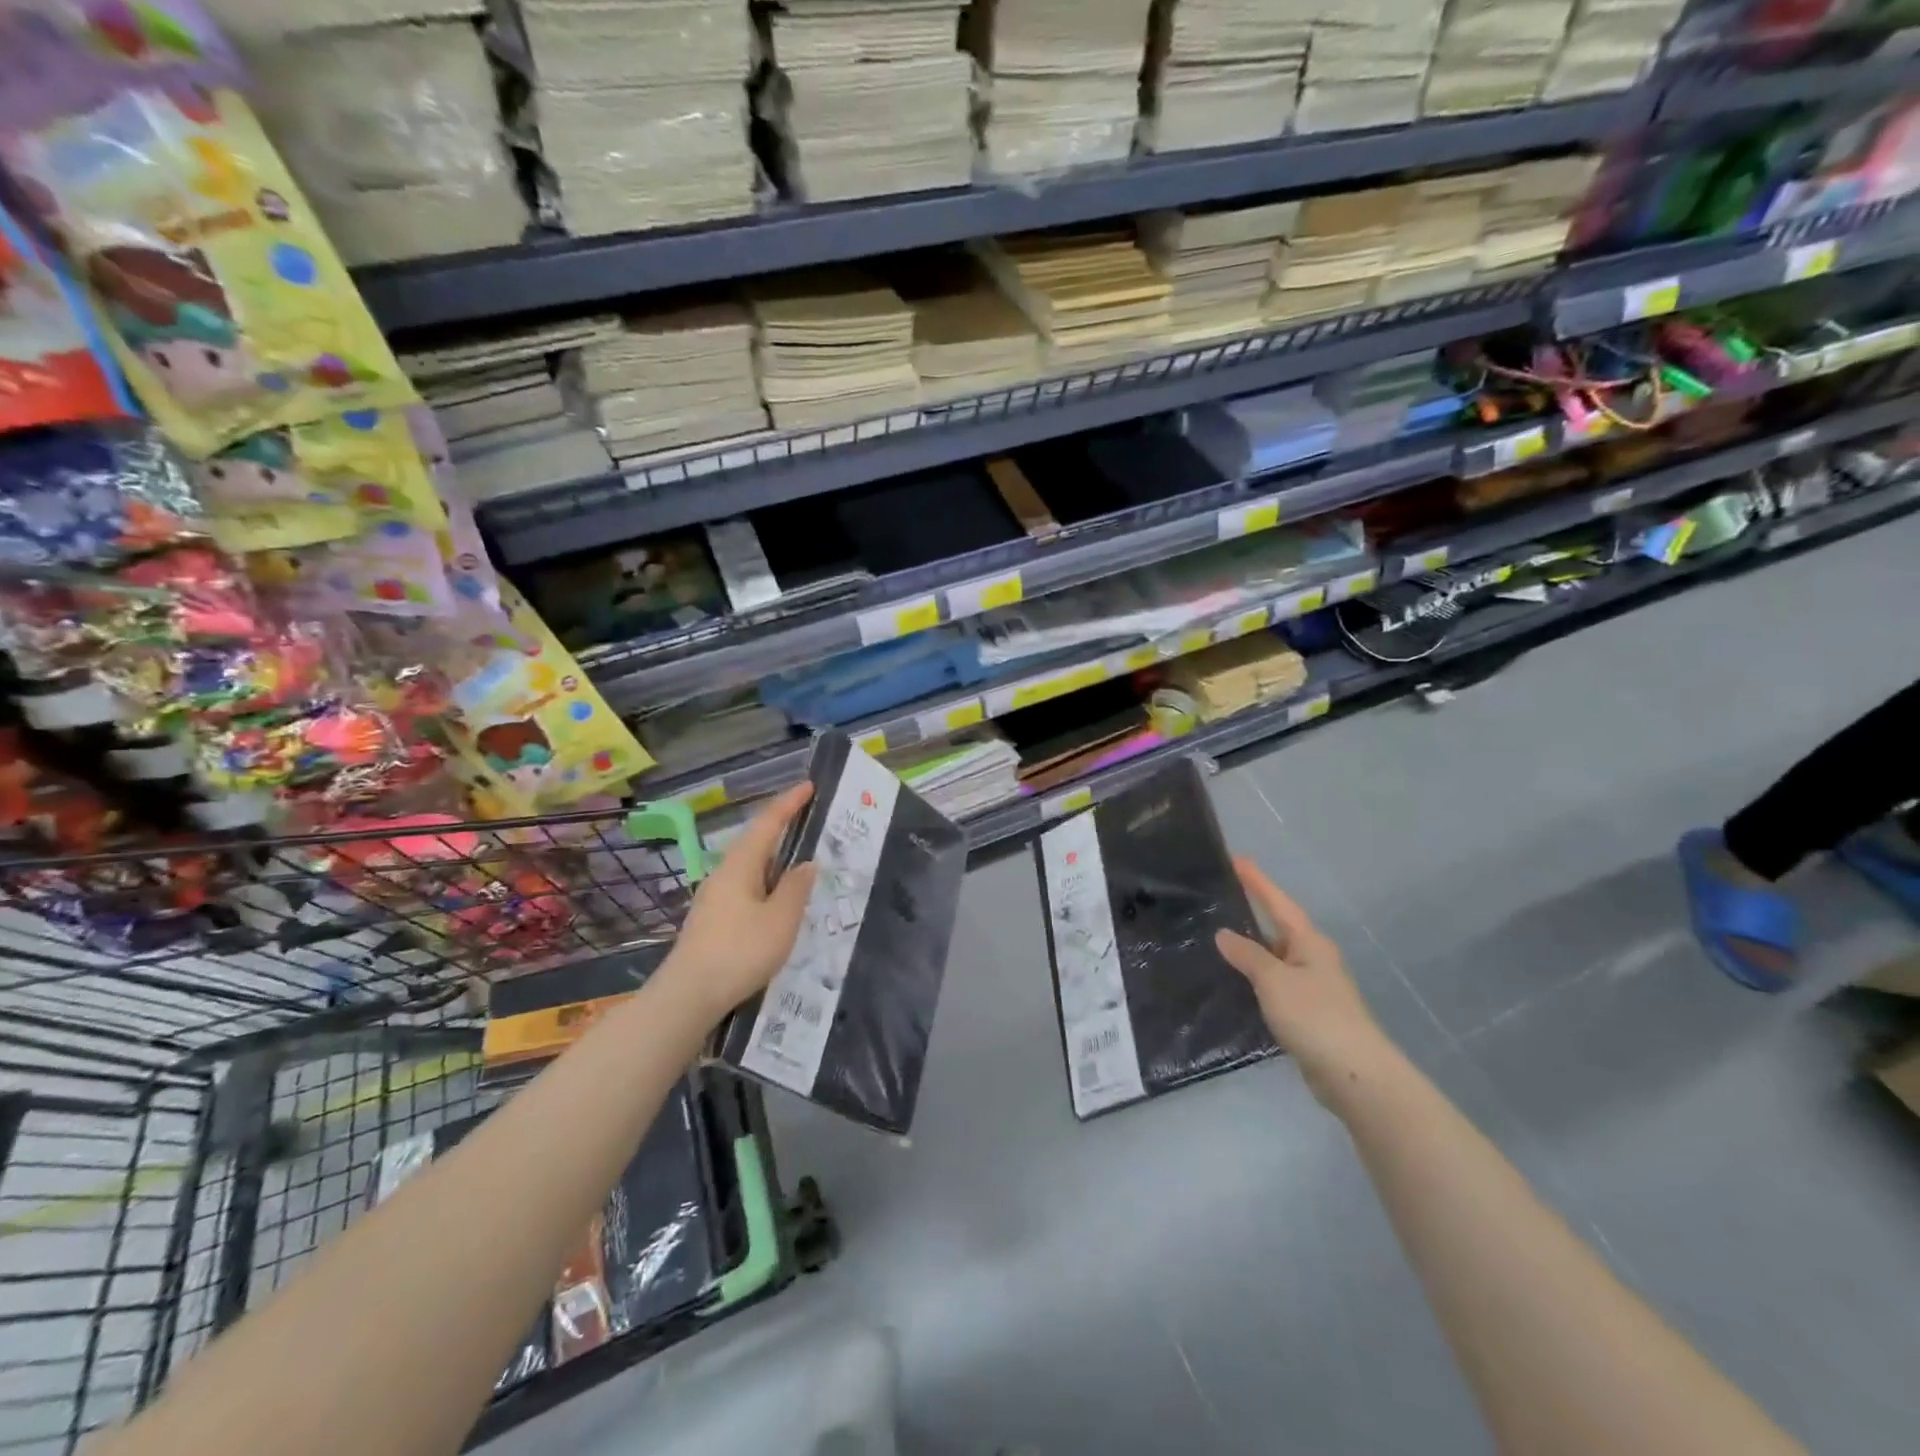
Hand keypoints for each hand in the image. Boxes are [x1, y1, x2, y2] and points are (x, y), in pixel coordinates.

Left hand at [665, 783, 817, 1022]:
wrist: (688, 996)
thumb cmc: (740, 952)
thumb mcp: (781, 920)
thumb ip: (796, 888)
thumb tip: (806, 864)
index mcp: (740, 865)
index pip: (767, 824)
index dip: (789, 804)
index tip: (809, 785)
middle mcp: (724, 874)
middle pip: (755, 841)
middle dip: (781, 828)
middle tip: (808, 820)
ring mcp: (714, 898)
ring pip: (749, 866)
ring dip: (774, 858)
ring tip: (799, 860)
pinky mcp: (711, 920)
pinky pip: (745, 887)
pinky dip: (766, 881)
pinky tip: (776, 899)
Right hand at [1215, 857, 1394, 1108]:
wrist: (1354, 1075)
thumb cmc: (1315, 1016)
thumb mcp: (1274, 980)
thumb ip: (1247, 955)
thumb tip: (1223, 933)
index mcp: (1309, 943)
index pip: (1278, 903)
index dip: (1257, 881)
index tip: (1237, 859)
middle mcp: (1313, 959)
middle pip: (1277, 928)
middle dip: (1251, 914)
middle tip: (1218, 900)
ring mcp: (1312, 988)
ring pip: (1274, 959)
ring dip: (1250, 950)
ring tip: (1215, 939)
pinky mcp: (1307, 1015)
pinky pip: (1274, 985)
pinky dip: (1254, 979)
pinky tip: (1234, 983)